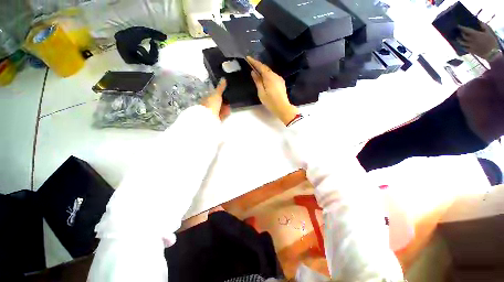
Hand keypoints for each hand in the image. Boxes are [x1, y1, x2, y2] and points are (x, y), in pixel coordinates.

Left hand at [201, 78, 230, 120]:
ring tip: (230, 105)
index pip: (213, 95)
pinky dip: (226, 113)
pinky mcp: (217, 119)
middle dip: (223, 101)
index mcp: (206, 99)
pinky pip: (222, 115)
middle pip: (217, 102)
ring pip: (220, 109)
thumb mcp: (216, 94)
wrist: (209, 118)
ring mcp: (212, 113)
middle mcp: (208, 106)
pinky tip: (229, 111)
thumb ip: (220, 87)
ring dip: (225, 107)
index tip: (225, 92)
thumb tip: (223, 79)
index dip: (219, 93)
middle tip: (229, 98)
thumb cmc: (211, 104)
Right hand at [246, 56, 298, 124]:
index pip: (261, 66)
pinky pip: (273, 76)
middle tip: (251, 64)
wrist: (283, 108)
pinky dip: (267, 75)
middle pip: (266, 68)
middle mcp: (275, 75)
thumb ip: (257, 81)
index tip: (248, 58)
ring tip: (256, 71)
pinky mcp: (281, 83)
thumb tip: (253, 72)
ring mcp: (279, 79)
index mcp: (269, 77)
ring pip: (270, 72)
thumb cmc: (270, 102)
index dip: (254, 62)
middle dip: (258, 65)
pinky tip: (264, 78)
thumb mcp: (261, 92)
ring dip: (263, 70)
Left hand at [458, 22, 499, 59]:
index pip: (466, 30)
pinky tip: (461, 44)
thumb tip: (479, 22)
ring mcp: (470, 46)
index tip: (458, 26)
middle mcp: (471, 40)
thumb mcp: (488, 32)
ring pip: (461, 42)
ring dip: (459, 40)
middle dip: (461, 33)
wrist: (491, 53)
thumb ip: (484, 26)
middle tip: (459, 31)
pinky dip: (461, 45)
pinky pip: (464, 48)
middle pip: (463, 36)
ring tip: (457, 38)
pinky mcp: (471, 50)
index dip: (461, 28)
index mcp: (475, 34)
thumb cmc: (491, 41)